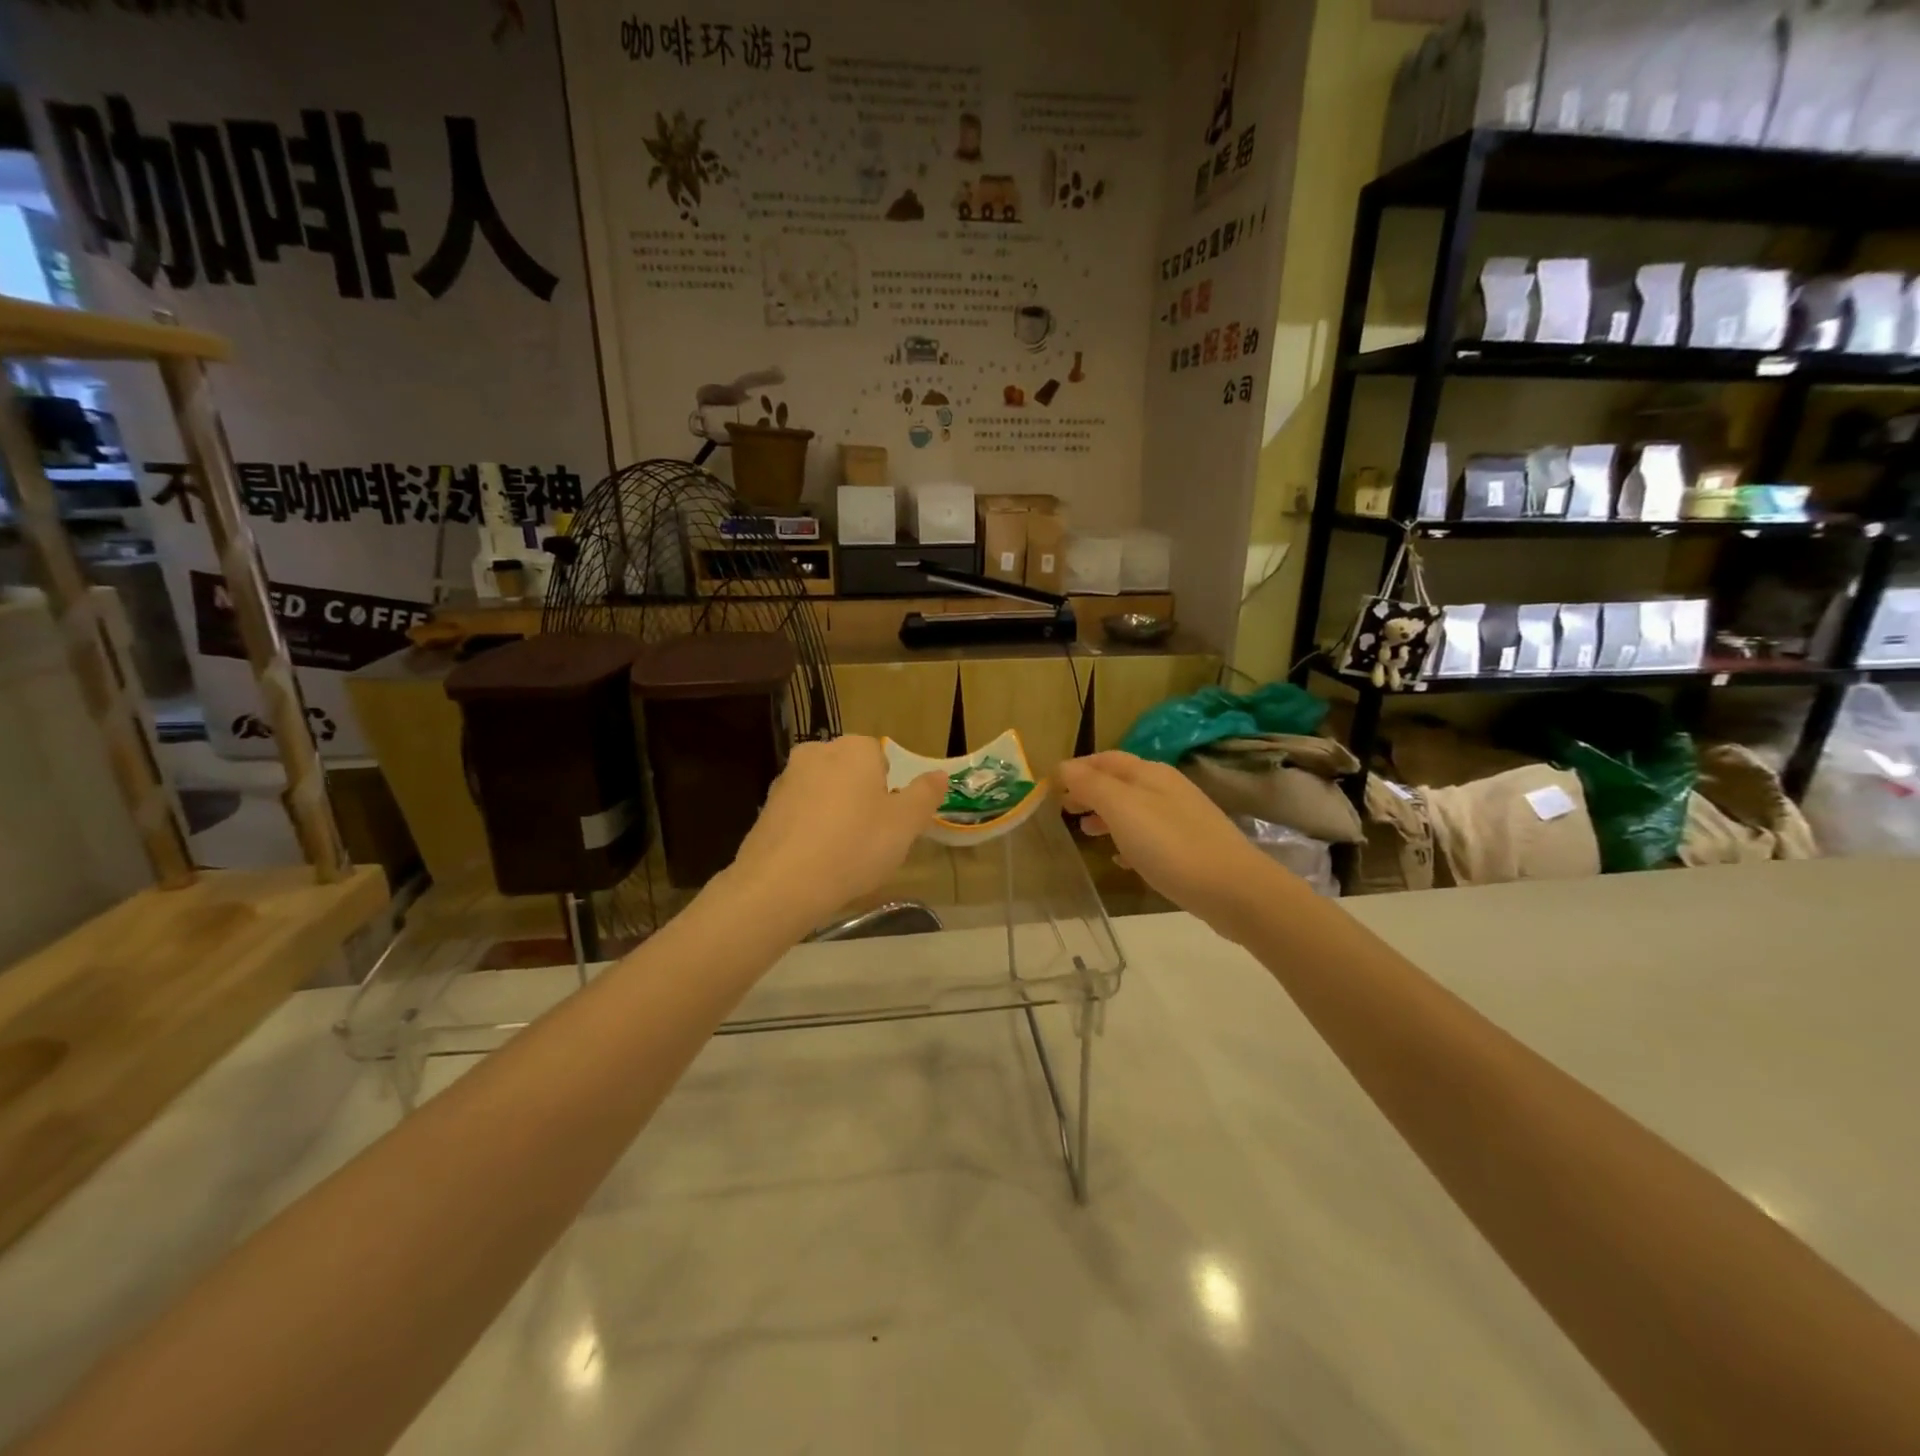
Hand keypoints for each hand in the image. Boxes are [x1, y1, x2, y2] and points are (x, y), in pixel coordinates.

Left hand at [722, 735, 945, 930]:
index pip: (879, 755)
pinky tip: (815, 861)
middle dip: (860, 797)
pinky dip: (810, 830)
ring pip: (823, 792)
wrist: (781, 883)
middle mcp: (816, 753)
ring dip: (834, 814)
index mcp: (853, 749)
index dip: (888, 789)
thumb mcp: (905, 824)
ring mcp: (786, 780)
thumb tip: (939, 774)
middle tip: (870, 838)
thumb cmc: (855, 846)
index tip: (890, 820)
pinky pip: (800, 814)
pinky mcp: (765, 809)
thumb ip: (925, 795)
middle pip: (849, 772)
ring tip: (842, 854)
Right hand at [1057, 751, 1288, 937]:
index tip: (1051, 786)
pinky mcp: (1190, 847)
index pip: (1106, 759)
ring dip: (1107, 816)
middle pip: (1120, 782)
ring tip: (1086, 834)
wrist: (1234, 890)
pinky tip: (1120, 860)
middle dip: (1090, 792)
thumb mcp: (1123, 809)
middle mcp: (1167, 788)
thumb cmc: (1171, 845)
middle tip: (1064, 811)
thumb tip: (1064, 767)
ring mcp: (1182, 818)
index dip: (1077, 768)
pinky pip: (1150, 836)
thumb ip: (1091, 786)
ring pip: (1134, 809)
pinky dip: (1129, 841)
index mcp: (1150, 774)